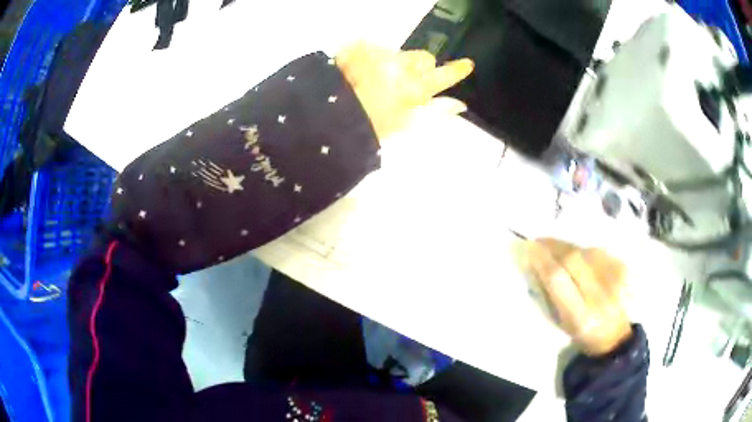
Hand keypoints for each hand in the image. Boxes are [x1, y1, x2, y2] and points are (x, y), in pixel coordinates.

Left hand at [335, 42, 473, 140]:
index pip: (444, 76)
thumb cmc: (370, 125)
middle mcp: (402, 67)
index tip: (467, 64)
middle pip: (424, 58)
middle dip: (422, 66)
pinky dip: (373, 58)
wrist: (329, 114)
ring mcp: (380, 55)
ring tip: (377, 80)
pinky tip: (361, 72)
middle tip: (409, 80)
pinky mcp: (360, 48)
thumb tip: (460, 105)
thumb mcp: (405, 124)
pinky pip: (374, 48)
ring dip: (396, 63)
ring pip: (400, 53)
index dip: (457, 70)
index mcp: (414, 89)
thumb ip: (435, 111)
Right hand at [527, 238, 632, 355]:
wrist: (615, 334)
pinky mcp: (623, 269)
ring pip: (586, 251)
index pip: (557, 279)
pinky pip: (599, 251)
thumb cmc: (581, 332)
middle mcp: (599, 297)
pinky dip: (585, 251)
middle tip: (540, 241)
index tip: (530, 247)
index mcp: (579, 317)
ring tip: (557, 248)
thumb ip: (549, 293)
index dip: (542, 260)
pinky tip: (580, 256)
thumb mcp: (560, 322)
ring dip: (568, 247)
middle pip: (573, 259)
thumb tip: (535, 263)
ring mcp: (615, 281)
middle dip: (553, 247)